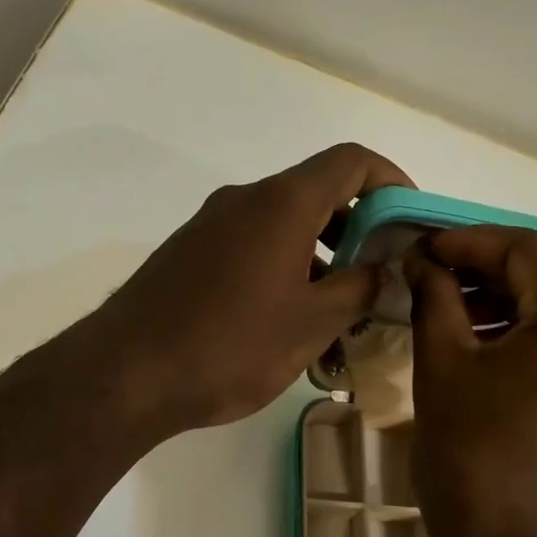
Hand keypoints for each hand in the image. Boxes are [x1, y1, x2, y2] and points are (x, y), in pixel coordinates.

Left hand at [90, 144, 413, 434]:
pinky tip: (286, 324)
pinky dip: (282, 271)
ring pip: (282, 228)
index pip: (352, 161)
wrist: (126, 374)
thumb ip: (360, 289)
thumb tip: (384, 268)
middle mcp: (244, 201)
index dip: (391, 182)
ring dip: (320, 260)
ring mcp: (210, 227)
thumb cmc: (230, 346)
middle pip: (316, 194)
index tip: (409, 223)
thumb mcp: (311, 323)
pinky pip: (250, 250)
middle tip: (378, 279)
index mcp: (281, 203)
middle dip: (357, 231)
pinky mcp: (187, 256)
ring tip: (338, 317)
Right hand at [406, 227, 536, 536]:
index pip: (528, 250)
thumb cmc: (476, 461)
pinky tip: (484, 345)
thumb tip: (421, 263)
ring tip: (447, 311)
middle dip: (486, 272)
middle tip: (427, 277)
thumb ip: (434, 299)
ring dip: (507, 305)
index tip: (419, 248)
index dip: (467, 242)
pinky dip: (531, 338)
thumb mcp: (444, 370)